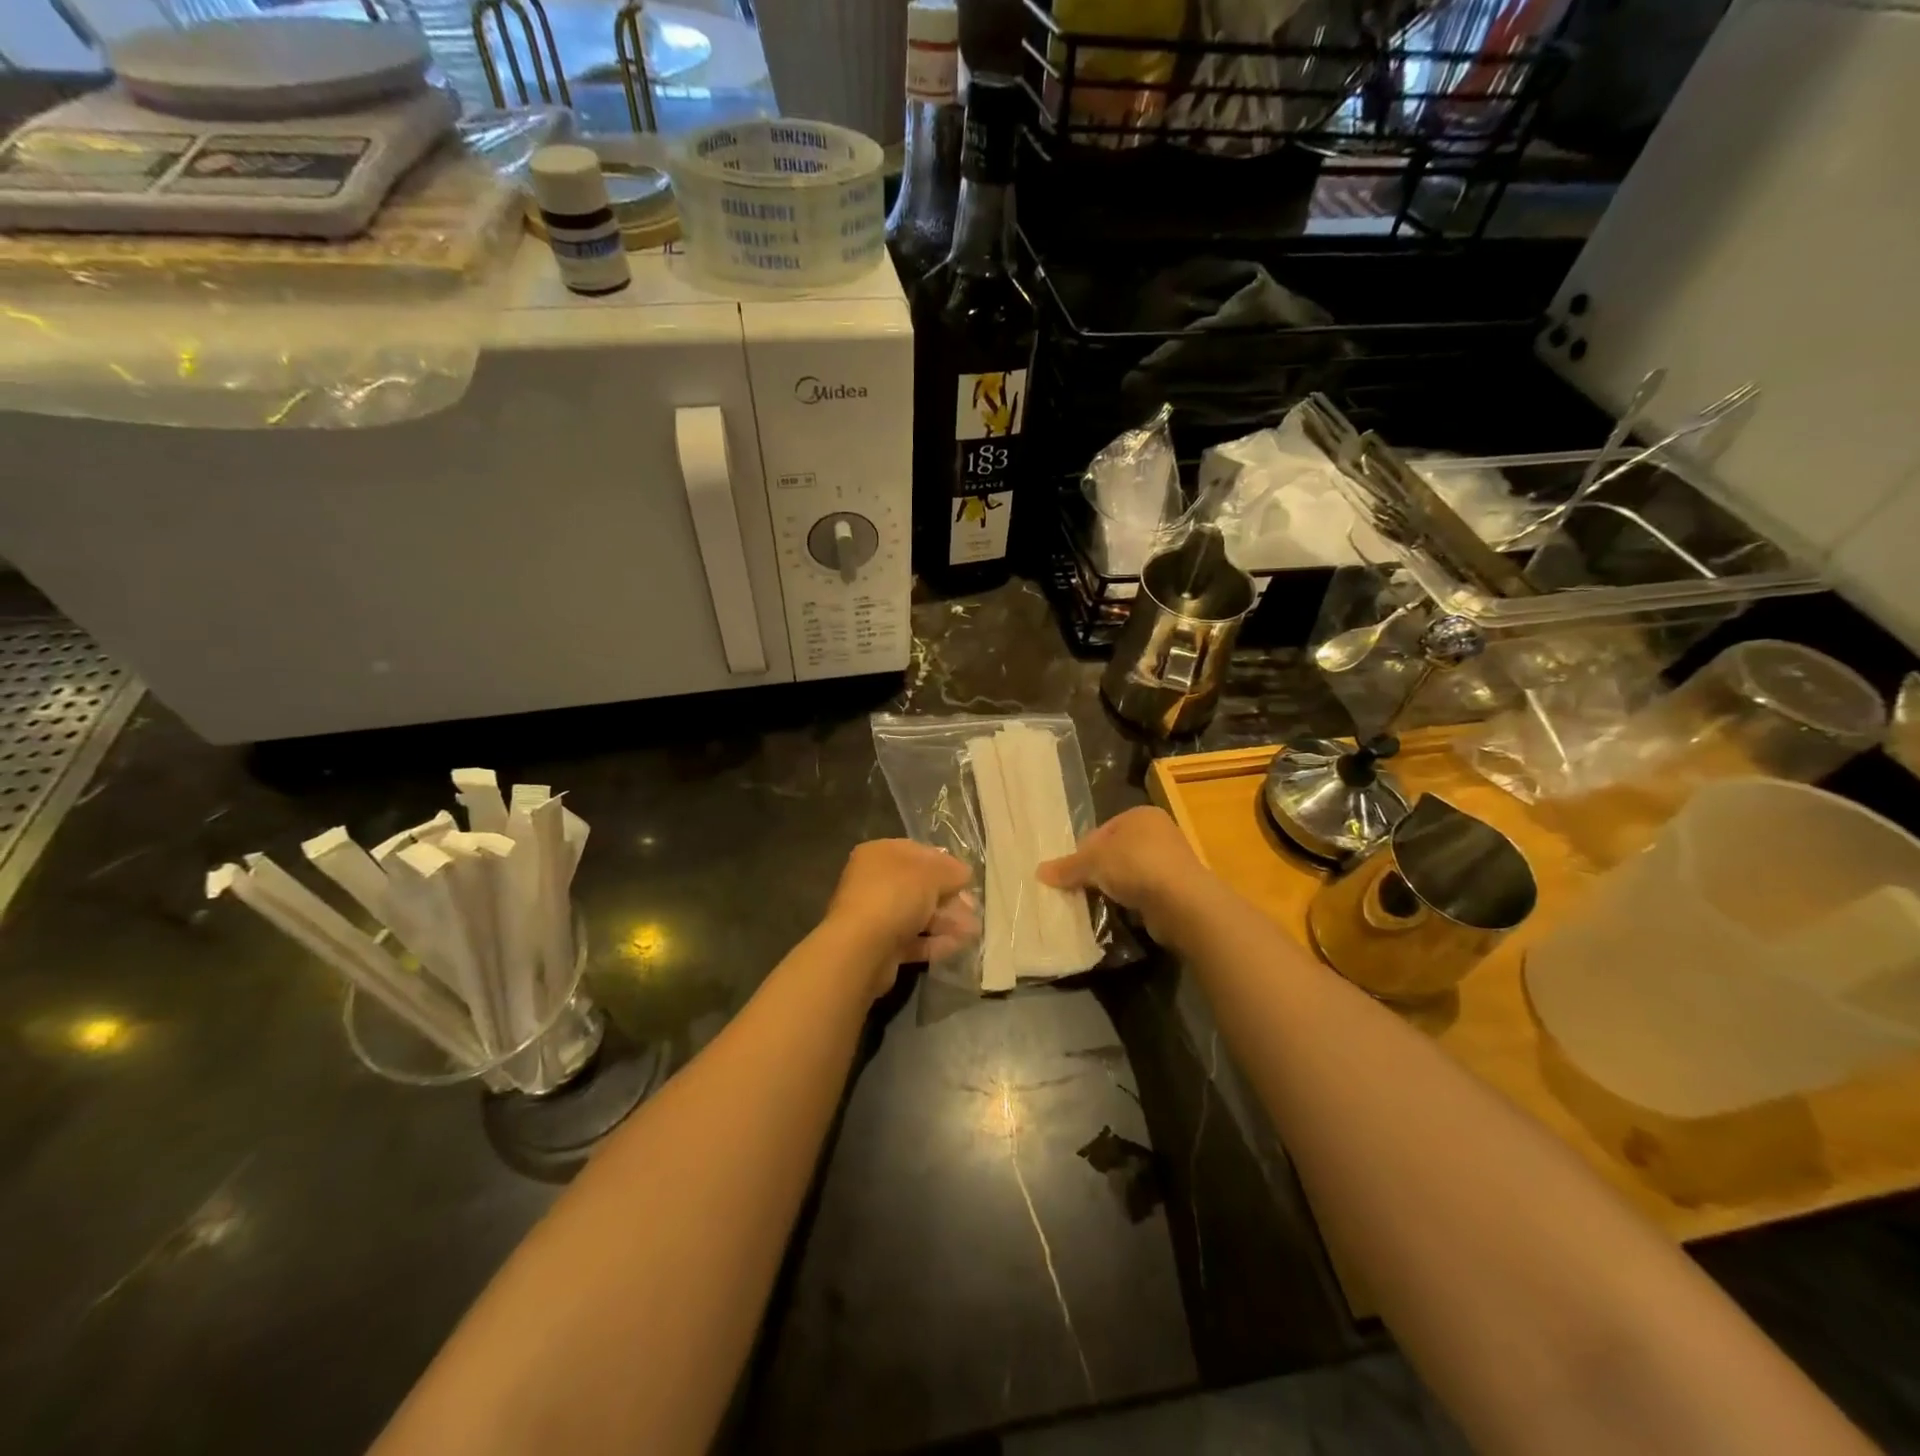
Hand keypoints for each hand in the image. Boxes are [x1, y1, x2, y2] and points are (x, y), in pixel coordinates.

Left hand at [826, 840, 977, 996]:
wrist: (862, 948)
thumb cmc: (895, 896)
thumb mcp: (931, 874)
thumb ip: (951, 871)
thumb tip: (964, 873)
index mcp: (880, 854)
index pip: (917, 852)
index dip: (945, 863)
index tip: (967, 878)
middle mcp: (873, 881)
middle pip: (919, 886)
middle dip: (949, 897)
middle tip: (973, 908)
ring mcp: (875, 915)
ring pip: (917, 914)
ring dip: (946, 921)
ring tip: (973, 932)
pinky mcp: (880, 946)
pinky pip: (912, 940)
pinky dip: (935, 942)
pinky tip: (957, 946)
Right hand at [1038, 807, 1214, 946]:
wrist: (1182, 902)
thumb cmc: (1135, 866)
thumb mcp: (1093, 862)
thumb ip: (1067, 867)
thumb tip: (1039, 872)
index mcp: (1140, 815)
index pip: (1101, 831)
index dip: (1082, 852)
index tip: (1068, 873)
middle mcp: (1158, 832)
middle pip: (1114, 852)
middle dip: (1095, 871)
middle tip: (1077, 890)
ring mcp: (1170, 861)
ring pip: (1128, 873)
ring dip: (1113, 888)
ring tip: (1095, 903)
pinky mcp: (1176, 889)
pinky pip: (1143, 893)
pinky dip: (1130, 901)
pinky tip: (1118, 912)